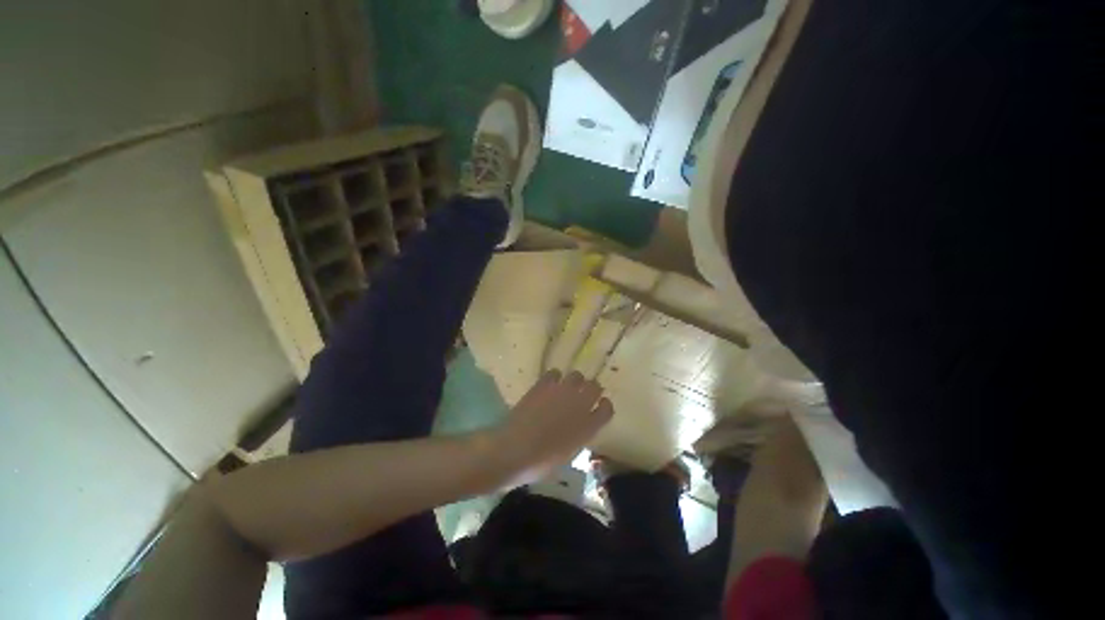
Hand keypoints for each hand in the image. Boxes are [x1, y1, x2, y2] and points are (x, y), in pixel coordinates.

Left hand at [494, 370, 614, 484]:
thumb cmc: (541, 462)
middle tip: (583, 394)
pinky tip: (549, 385)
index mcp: (589, 426)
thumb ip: (578, 437)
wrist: (515, 450)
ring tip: (565, 388)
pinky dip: (554, 377)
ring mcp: (562, 391)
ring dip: (574, 381)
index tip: (599, 406)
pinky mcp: (544, 384)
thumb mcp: (568, 455)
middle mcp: (580, 404)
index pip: (607, 408)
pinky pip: (555, 372)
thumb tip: (578, 428)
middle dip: (591, 389)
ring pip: (577, 375)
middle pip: (595, 386)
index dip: (604, 406)